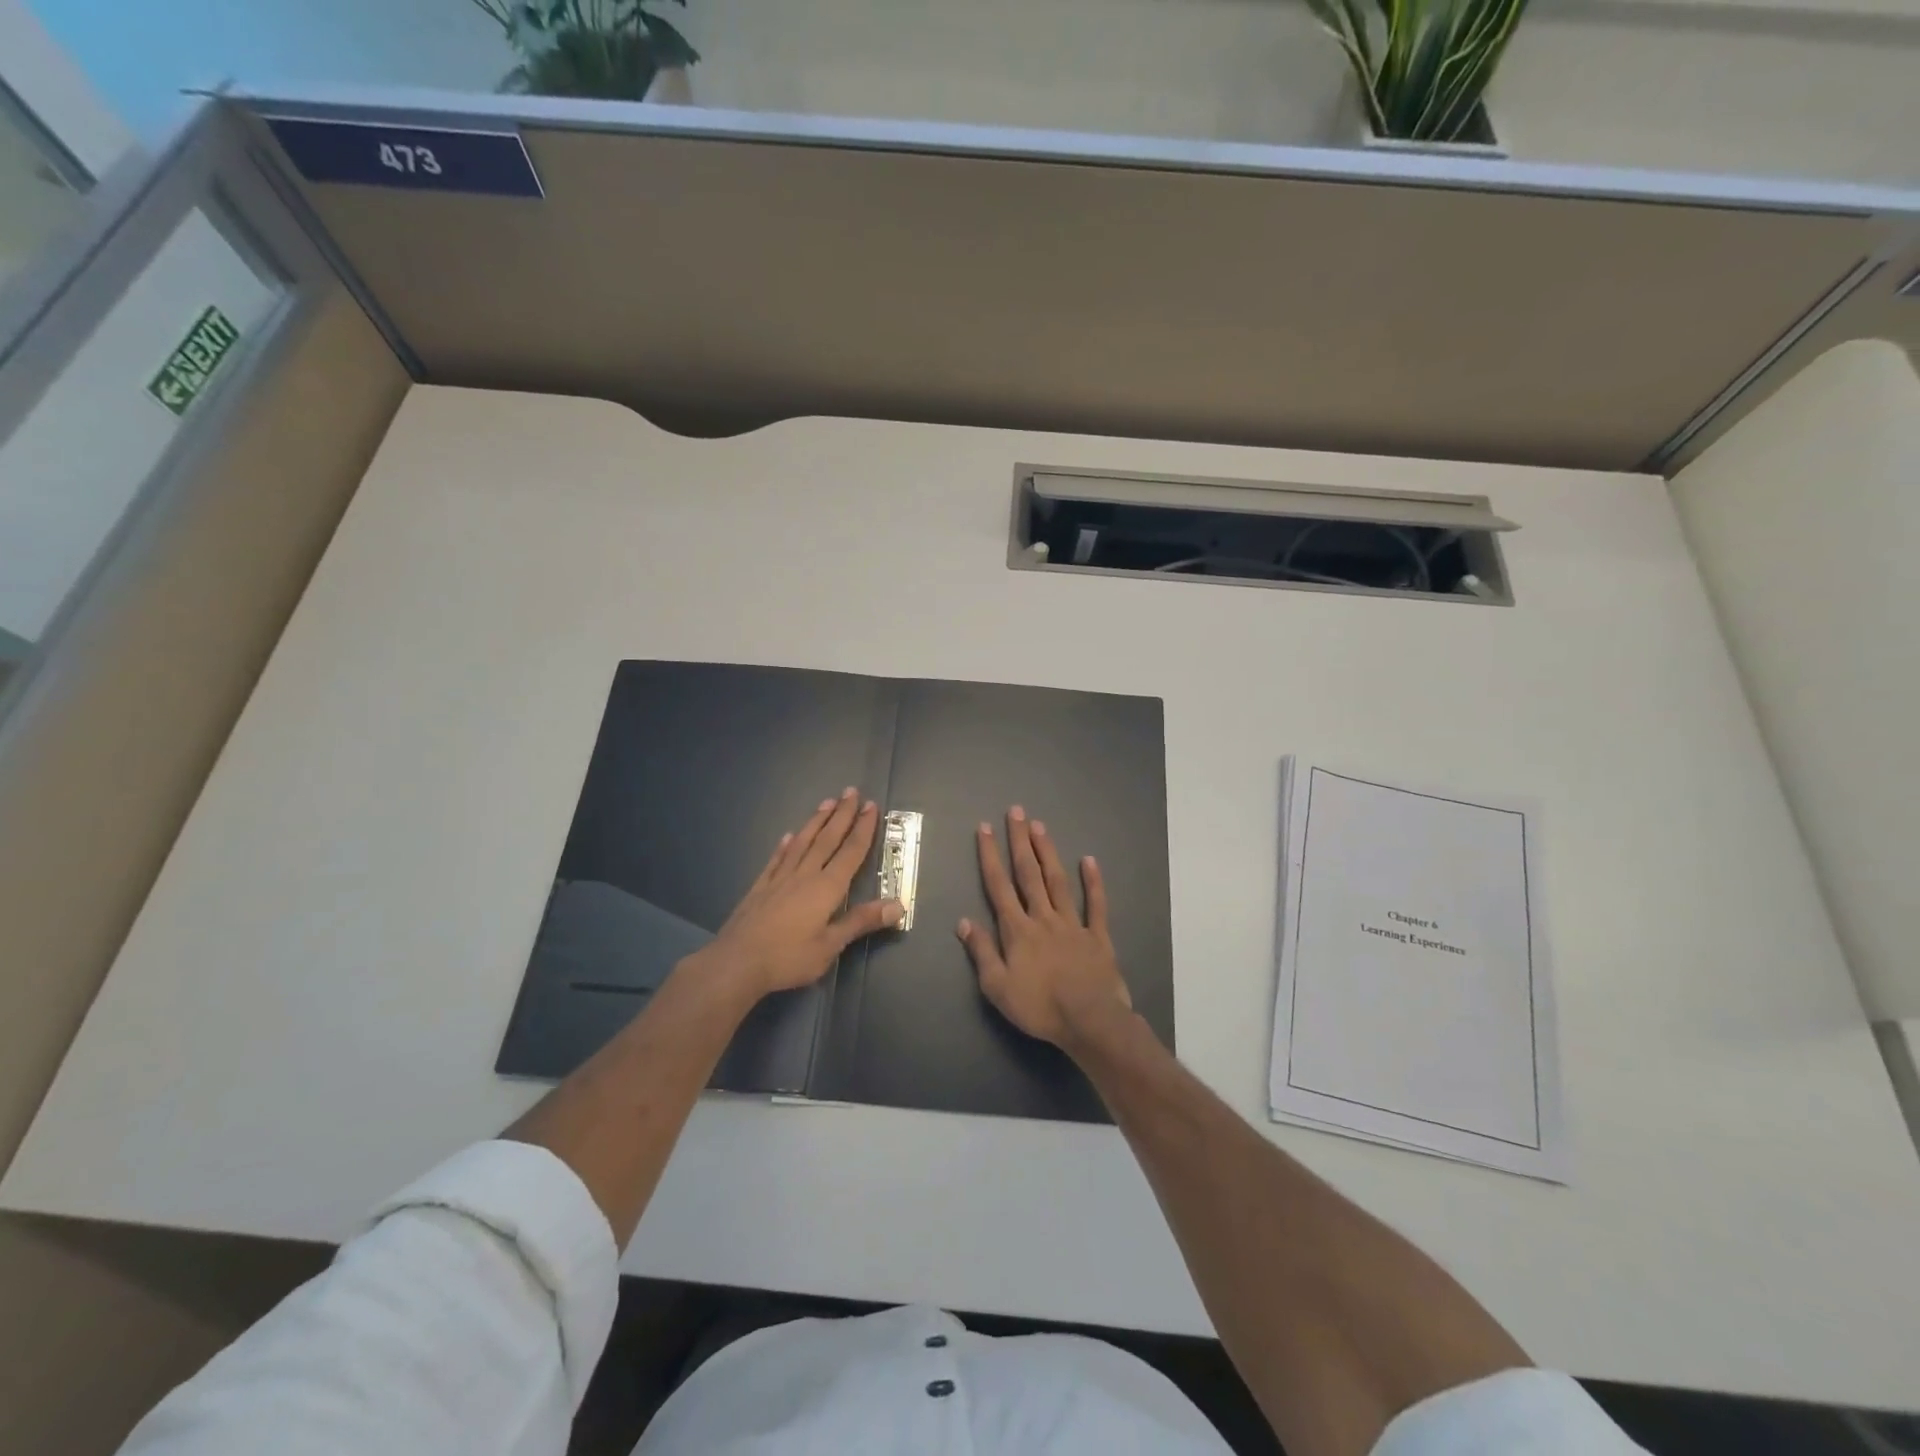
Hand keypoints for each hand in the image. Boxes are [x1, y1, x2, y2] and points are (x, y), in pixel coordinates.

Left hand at [695, 788, 902, 999]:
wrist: (736, 962)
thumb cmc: (788, 957)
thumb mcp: (830, 945)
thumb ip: (861, 921)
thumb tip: (899, 905)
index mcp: (826, 888)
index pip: (850, 852)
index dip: (863, 829)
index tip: (870, 806)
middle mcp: (805, 875)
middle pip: (827, 839)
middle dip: (842, 815)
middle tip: (851, 791)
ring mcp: (779, 879)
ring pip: (802, 842)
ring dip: (816, 821)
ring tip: (826, 802)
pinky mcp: (760, 887)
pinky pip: (777, 859)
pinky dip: (785, 845)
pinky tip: (789, 836)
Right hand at [958, 806, 1132, 1048]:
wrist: (1089, 1020)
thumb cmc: (1039, 1007)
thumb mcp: (997, 987)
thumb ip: (982, 952)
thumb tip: (964, 922)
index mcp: (1017, 930)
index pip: (998, 886)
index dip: (990, 855)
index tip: (984, 828)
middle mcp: (1043, 918)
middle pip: (1028, 873)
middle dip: (1020, 841)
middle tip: (1016, 812)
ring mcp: (1072, 924)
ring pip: (1057, 881)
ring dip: (1047, 852)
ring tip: (1040, 826)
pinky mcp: (1098, 936)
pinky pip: (1096, 905)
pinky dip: (1092, 882)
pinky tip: (1089, 860)